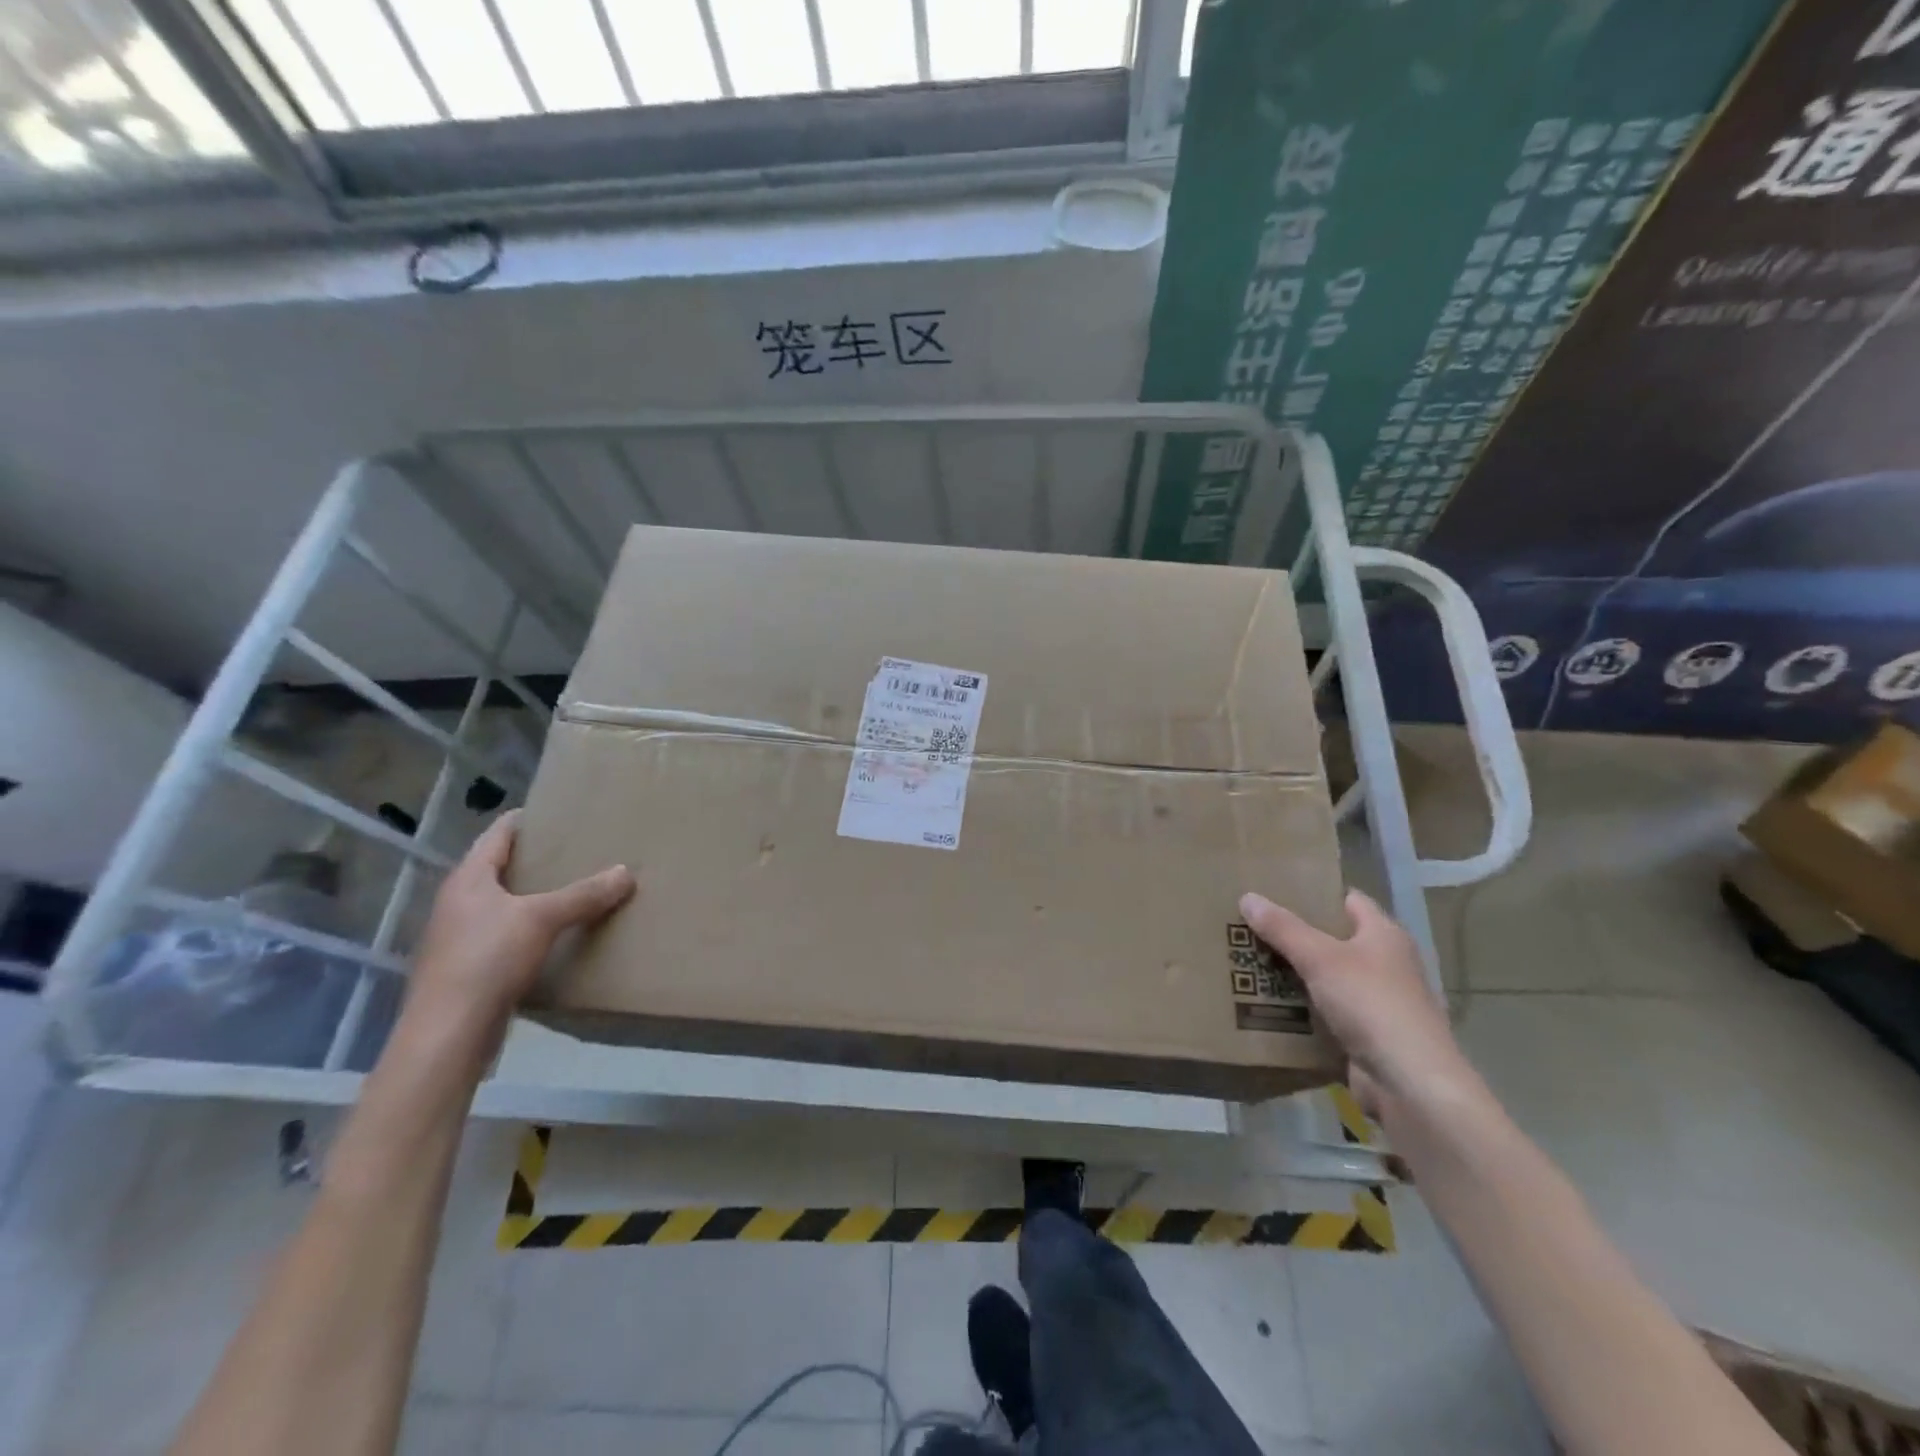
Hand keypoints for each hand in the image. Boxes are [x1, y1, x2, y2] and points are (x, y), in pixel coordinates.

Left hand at [409, 811, 634, 1032]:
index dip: (524, 820)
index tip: (556, 811)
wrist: (448, 1033)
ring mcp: (459, 937)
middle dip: (535, 859)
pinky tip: (555, 935)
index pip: (497, 835)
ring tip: (572, 889)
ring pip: (501, 904)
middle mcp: (458, 903)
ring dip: (532, 896)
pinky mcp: (467, 969)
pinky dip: (528, 928)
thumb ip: (584, 894)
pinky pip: (504, 935)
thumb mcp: (543, 919)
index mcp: (468, 879)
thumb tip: (626, 872)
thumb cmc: (488, 959)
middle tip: (576, 849)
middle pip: (498, 868)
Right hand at [1238, 888, 1476, 1125]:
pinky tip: (1268, 1005)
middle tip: (1251, 926)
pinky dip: (1301, 1009)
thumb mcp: (1320, 958)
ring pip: (1327, 978)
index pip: (1347, 900)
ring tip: (1250, 962)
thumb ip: (1283, 928)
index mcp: (1384, 935)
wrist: (1410, 1084)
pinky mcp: (1367, 1035)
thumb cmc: (1371, 1004)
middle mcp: (1386, 963)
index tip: (1274, 891)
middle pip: (1333, 939)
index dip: (1314, 893)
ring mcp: (1378, 1002)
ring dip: (1294, 974)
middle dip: (1294, 935)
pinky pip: (1326, 1012)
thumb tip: (1248, 896)